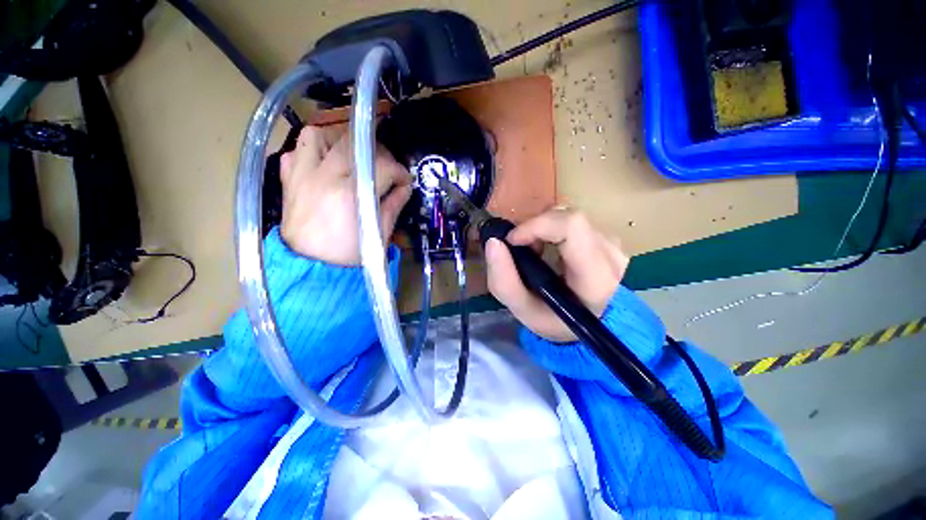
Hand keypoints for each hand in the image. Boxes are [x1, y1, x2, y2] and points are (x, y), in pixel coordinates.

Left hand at [279, 126, 412, 265]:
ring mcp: (301, 176)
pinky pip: (295, 152)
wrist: (313, 269)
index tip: (405, 181)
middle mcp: (323, 177)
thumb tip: (405, 187)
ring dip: (337, 140)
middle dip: (377, 152)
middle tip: (385, 167)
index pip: (382, 167)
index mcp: (351, 194)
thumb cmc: (350, 255)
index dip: (399, 172)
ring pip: (316, 136)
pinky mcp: (288, 181)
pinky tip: (324, 165)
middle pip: (352, 143)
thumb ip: (393, 205)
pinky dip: (310, 152)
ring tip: (350, 156)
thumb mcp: (380, 232)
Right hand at [485, 209, 628, 341]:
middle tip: (521, 248)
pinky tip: (548, 248)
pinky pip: (575, 222)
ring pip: (570, 217)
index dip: (537, 225)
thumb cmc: (556, 321)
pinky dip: (553, 229)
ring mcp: (614, 245)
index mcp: (596, 278)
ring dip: (543, 228)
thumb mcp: (523, 310)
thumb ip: (503, 280)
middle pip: (569, 217)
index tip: (512, 240)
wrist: (587, 324)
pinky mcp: (609, 240)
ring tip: (534, 250)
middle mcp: (612, 256)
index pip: (572, 227)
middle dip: (535, 227)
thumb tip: (493, 242)